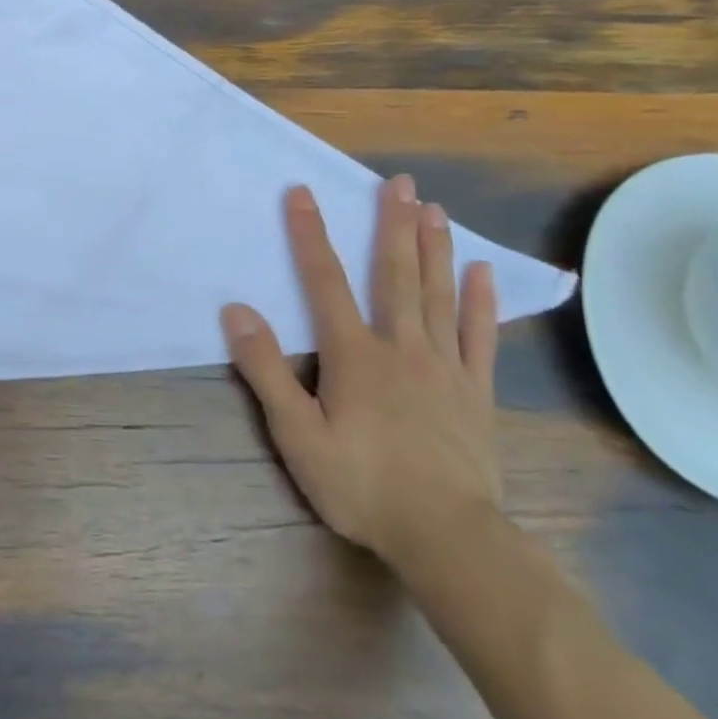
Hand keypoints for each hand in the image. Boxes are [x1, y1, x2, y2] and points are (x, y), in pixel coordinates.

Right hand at [220, 174, 501, 574]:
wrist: (448, 537)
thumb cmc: (361, 484)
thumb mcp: (296, 434)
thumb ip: (265, 369)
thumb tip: (236, 310)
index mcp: (354, 354)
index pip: (325, 281)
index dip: (310, 234)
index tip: (303, 192)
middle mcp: (401, 346)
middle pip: (394, 274)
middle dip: (392, 224)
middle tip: (398, 182)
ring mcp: (444, 367)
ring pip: (438, 294)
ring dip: (434, 248)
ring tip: (433, 208)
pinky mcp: (475, 391)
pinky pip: (479, 336)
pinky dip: (480, 302)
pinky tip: (480, 272)